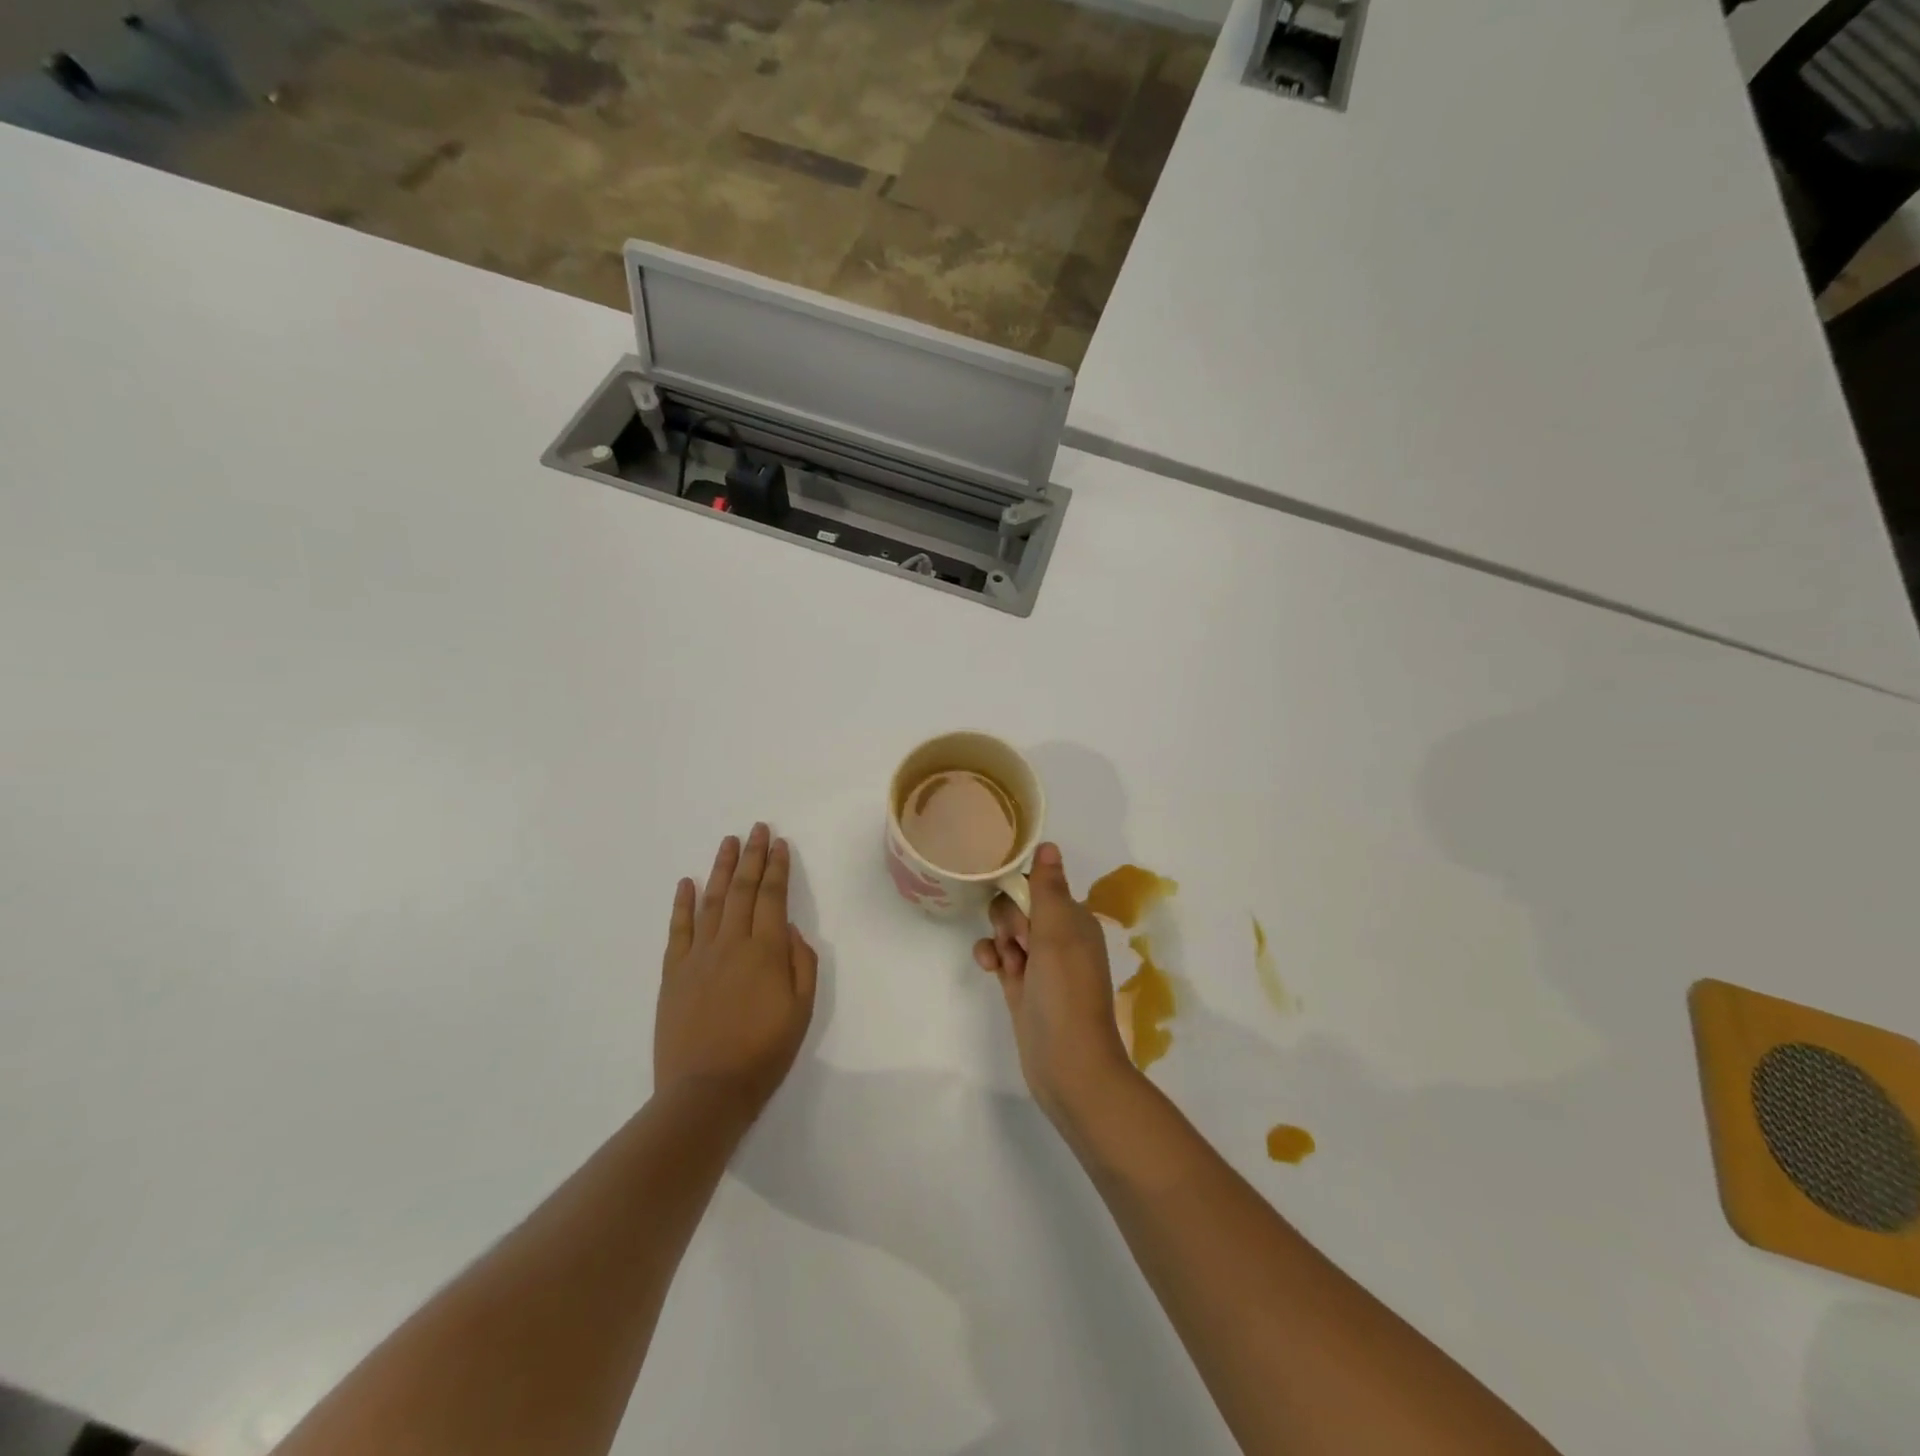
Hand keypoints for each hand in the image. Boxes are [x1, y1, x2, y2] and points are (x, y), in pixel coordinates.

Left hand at [655, 824, 817, 1119]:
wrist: (706, 1090)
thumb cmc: (763, 1053)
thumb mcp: (802, 1010)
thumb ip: (802, 964)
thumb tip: (791, 931)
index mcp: (766, 950)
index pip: (773, 896)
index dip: (778, 867)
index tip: (780, 843)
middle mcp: (731, 943)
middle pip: (743, 890)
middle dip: (753, 856)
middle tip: (757, 829)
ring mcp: (698, 955)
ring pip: (712, 901)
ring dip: (722, 869)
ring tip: (729, 843)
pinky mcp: (673, 973)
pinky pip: (678, 929)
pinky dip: (682, 903)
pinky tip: (686, 882)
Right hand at [974, 843, 1137, 1125]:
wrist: (1068, 1064)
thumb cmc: (1066, 991)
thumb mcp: (1058, 932)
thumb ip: (1048, 887)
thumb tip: (1049, 844)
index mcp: (1075, 919)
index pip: (1040, 885)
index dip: (1023, 893)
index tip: (1021, 911)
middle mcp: (1059, 938)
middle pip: (1019, 906)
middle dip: (1009, 918)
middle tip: (1020, 943)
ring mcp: (1039, 964)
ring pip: (1007, 931)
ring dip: (999, 939)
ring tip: (1007, 961)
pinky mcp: (1021, 987)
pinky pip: (1000, 957)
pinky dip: (992, 957)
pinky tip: (989, 968)